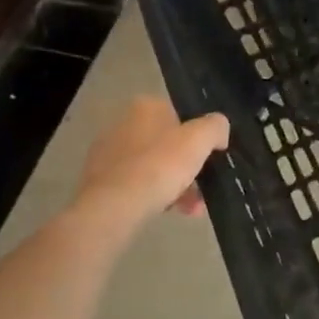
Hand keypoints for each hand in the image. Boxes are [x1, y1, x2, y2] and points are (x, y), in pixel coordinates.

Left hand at [69, 96, 229, 240]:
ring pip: (154, 167)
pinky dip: (155, 195)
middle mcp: (123, 124)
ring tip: (192, 209)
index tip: (209, 157)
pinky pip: (137, 184)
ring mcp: (108, 153)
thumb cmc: (160, 165)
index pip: (180, 115)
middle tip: (203, 188)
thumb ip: (216, 127)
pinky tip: (169, 211)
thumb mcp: (200, 140)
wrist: (114, 206)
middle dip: (188, 167)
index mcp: (145, 107)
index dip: (198, 136)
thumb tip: (219, 131)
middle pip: (168, 144)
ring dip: (176, 185)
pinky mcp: (100, 180)